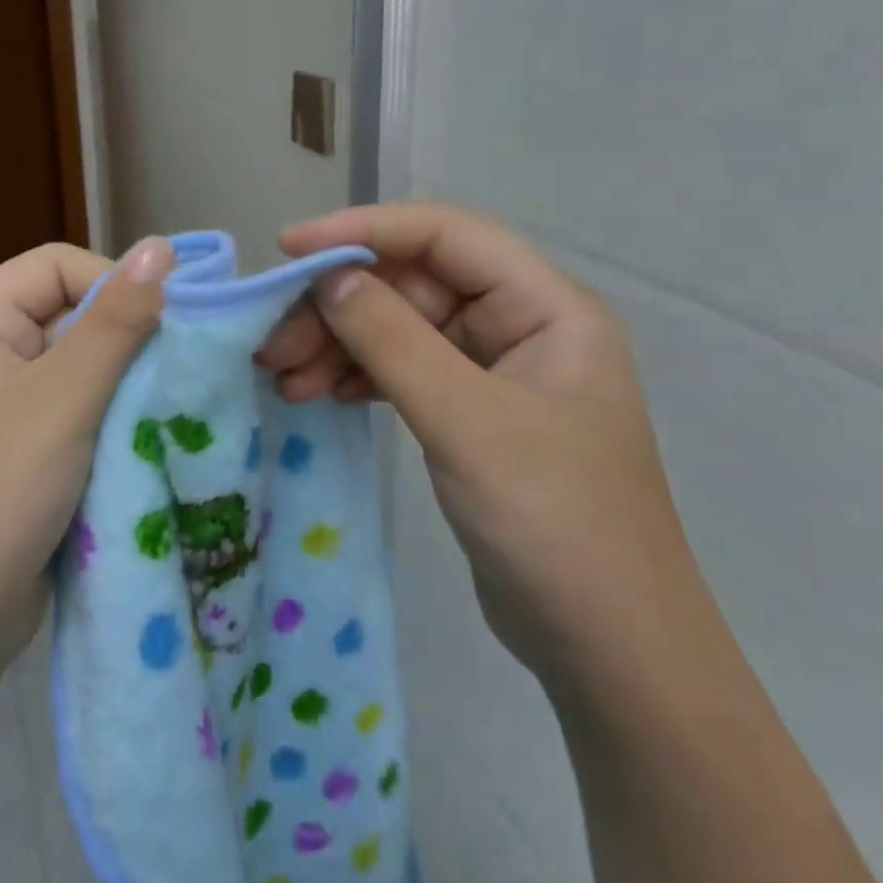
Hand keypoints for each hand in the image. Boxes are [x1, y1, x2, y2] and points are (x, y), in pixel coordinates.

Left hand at [0, 237, 172, 680]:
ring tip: (166, 405)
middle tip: (174, 369)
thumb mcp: (63, 400)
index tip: (163, 324)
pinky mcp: (21, 448)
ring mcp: (0, 404)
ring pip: (80, 365)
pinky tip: (145, 436)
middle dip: (124, 338)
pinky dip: (111, 417)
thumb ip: (115, 322)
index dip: (111, 282)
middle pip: (69, 313)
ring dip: (123, 382)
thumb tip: (162, 246)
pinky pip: (76, 409)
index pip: (55, 266)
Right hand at [259, 204, 705, 684]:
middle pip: (412, 284)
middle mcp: (521, 324)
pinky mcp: (470, 413)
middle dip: (340, 308)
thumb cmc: (554, 523)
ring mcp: (495, 370)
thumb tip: (328, 275)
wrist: (608, 651)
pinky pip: (403, 371)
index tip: (290, 250)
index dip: (364, 230)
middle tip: (273, 343)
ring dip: (339, 345)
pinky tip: (319, 393)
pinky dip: (358, 377)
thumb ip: (392, 339)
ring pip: (399, 328)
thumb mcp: (466, 422)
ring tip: (283, 377)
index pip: (444, 235)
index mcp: (545, 305)